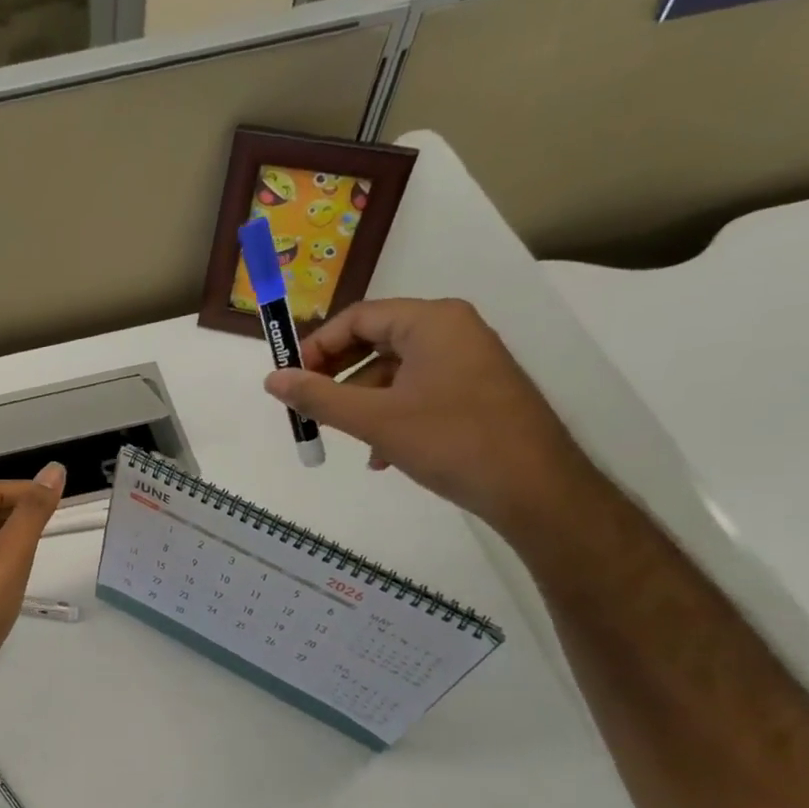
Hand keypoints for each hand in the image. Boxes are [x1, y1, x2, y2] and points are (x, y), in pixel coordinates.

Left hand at [0, 463, 65, 709]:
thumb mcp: (13, 550)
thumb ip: (34, 510)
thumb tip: (54, 469)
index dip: (23, 488)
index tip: (55, 499)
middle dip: (19, 509)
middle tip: (52, 520)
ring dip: (12, 536)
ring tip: (41, 546)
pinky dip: (4, 562)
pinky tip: (19, 580)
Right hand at [265, 298, 594, 531]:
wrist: (536, 490)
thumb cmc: (451, 441)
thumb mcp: (373, 419)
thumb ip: (317, 396)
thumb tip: (272, 380)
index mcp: (432, 321)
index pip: (357, 318)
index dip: (316, 347)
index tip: (290, 381)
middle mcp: (452, 331)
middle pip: (374, 341)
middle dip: (336, 376)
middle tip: (307, 405)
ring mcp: (467, 361)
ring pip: (393, 371)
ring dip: (360, 402)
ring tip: (343, 438)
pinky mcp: (474, 392)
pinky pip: (416, 391)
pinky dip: (389, 415)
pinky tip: (380, 455)